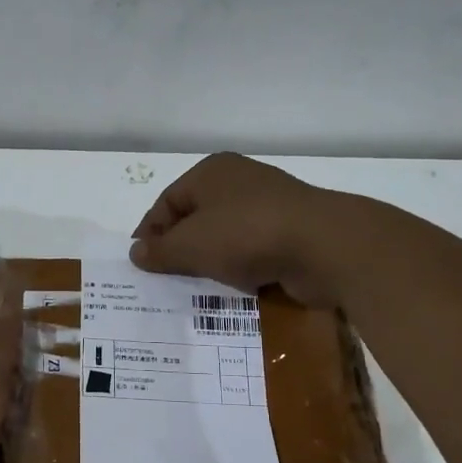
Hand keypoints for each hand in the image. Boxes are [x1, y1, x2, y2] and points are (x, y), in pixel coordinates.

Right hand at [130, 153, 337, 305]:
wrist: (326, 247)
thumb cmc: (246, 234)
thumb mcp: (190, 245)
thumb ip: (159, 251)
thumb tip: (135, 253)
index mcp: (211, 172)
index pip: (167, 202)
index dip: (150, 232)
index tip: (140, 263)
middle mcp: (239, 181)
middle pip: (196, 218)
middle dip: (179, 249)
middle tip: (164, 279)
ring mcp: (269, 206)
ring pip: (225, 237)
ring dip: (210, 262)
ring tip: (195, 290)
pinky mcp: (291, 232)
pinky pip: (253, 251)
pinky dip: (240, 269)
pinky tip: (231, 290)